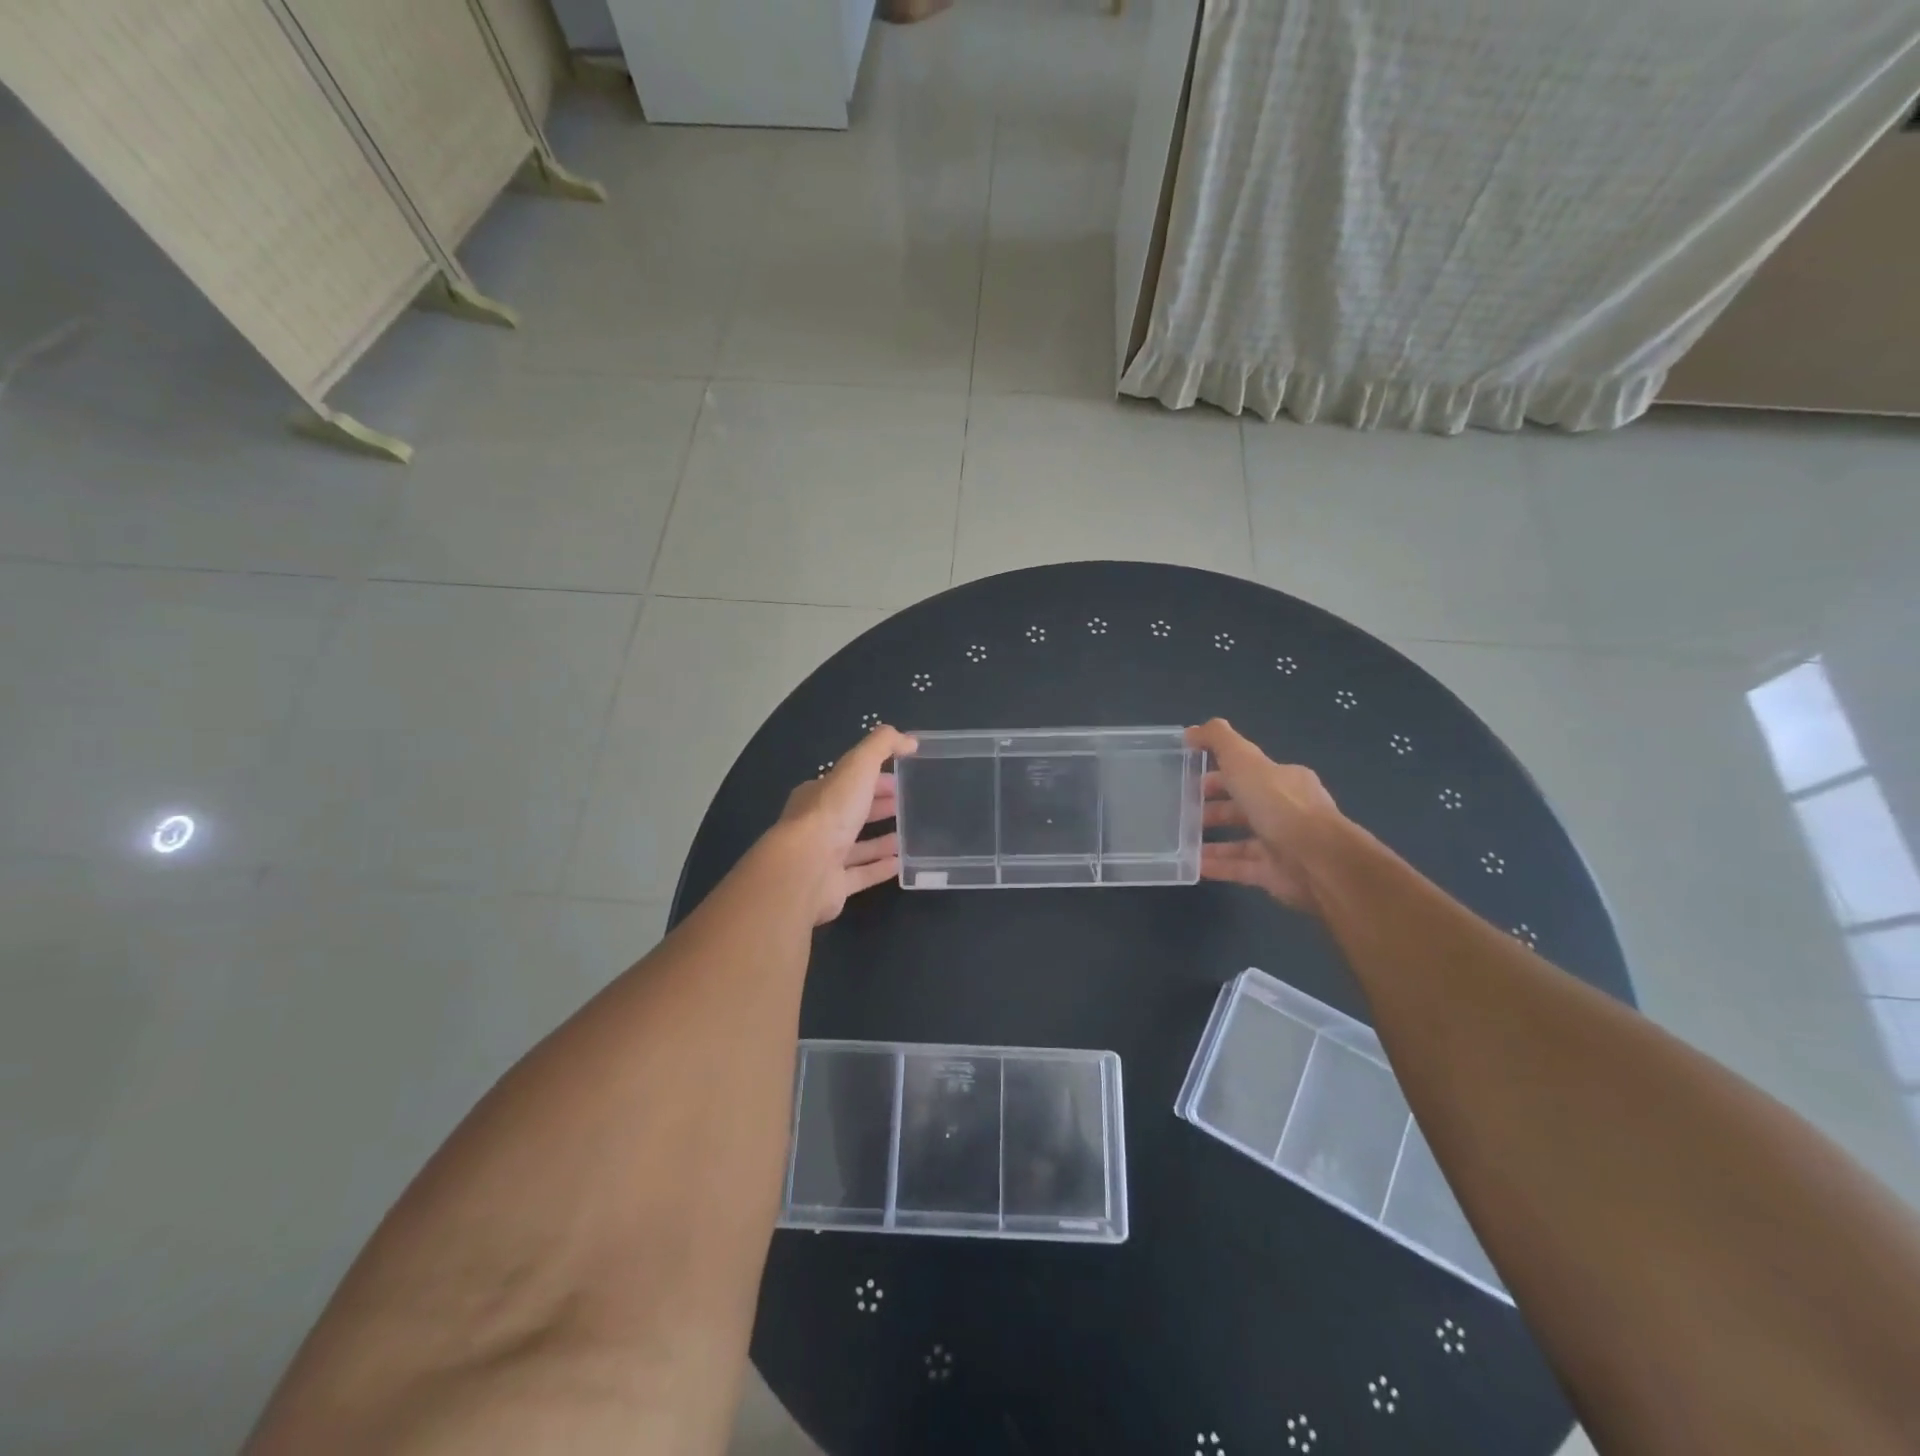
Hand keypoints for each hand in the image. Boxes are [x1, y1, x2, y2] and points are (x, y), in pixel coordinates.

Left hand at [776, 725, 916, 924]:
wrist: (805, 868)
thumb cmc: (831, 812)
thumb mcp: (858, 766)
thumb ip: (882, 746)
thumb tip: (909, 740)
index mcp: (819, 794)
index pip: (849, 782)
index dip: (875, 778)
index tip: (902, 779)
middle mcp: (818, 824)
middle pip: (853, 812)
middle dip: (878, 806)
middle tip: (909, 805)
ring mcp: (824, 857)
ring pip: (857, 845)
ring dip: (881, 840)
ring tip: (910, 836)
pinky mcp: (833, 886)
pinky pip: (861, 875)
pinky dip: (880, 868)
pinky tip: (902, 864)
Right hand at [1187, 718, 1346, 913]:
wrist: (1317, 860)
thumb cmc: (1279, 805)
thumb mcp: (1244, 760)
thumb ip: (1219, 740)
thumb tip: (1191, 731)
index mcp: (1283, 780)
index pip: (1248, 772)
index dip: (1219, 773)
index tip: (1189, 778)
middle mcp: (1286, 810)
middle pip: (1243, 806)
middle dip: (1213, 807)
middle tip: (1182, 812)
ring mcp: (1282, 844)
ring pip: (1240, 839)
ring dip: (1211, 839)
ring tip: (1181, 841)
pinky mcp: (1275, 874)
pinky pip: (1240, 868)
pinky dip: (1218, 865)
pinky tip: (1193, 865)